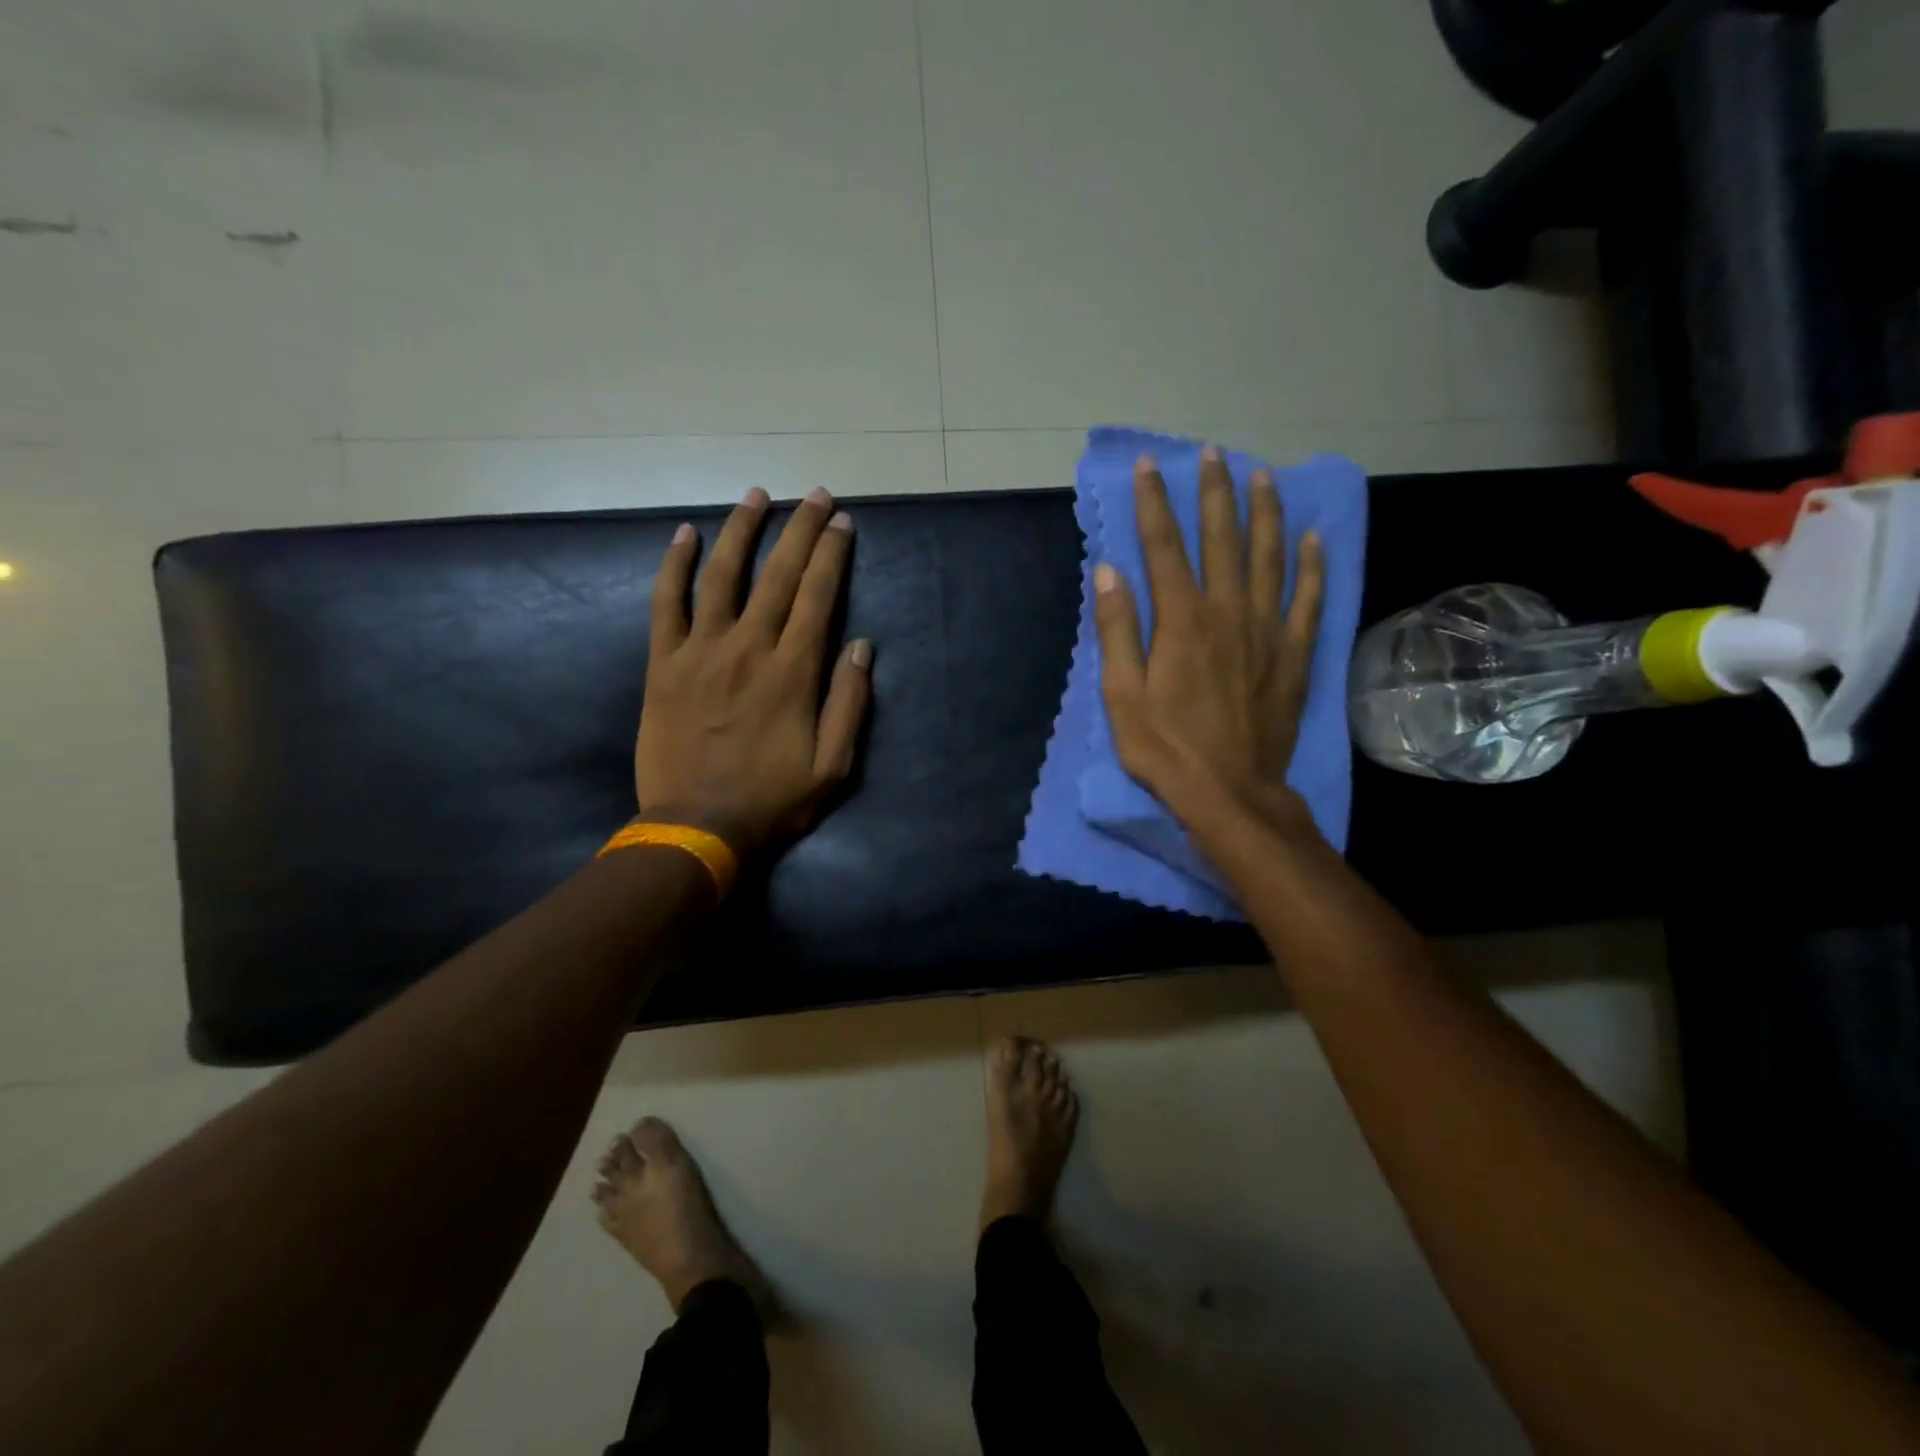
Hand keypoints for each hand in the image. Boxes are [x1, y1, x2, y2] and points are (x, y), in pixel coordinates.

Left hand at [635, 486, 871, 861]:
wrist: (697, 827)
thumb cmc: (773, 800)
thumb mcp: (834, 765)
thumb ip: (850, 702)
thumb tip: (861, 645)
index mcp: (793, 672)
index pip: (818, 596)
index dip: (832, 554)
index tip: (841, 522)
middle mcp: (748, 648)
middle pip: (778, 575)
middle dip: (799, 529)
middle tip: (815, 495)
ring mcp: (701, 652)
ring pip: (721, 575)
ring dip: (741, 530)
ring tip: (757, 495)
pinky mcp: (664, 664)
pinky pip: (666, 603)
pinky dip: (675, 566)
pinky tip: (685, 534)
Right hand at [1093, 447, 1323, 835]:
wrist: (1229, 792)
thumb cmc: (1165, 748)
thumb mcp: (1121, 695)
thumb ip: (1117, 630)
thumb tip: (1108, 571)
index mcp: (1181, 621)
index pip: (1164, 547)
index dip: (1154, 504)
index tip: (1149, 467)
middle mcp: (1228, 612)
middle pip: (1222, 539)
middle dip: (1214, 493)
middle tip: (1213, 454)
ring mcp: (1267, 630)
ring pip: (1269, 556)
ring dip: (1265, 513)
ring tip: (1262, 476)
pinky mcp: (1294, 654)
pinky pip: (1308, 598)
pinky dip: (1312, 565)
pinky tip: (1313, 537)